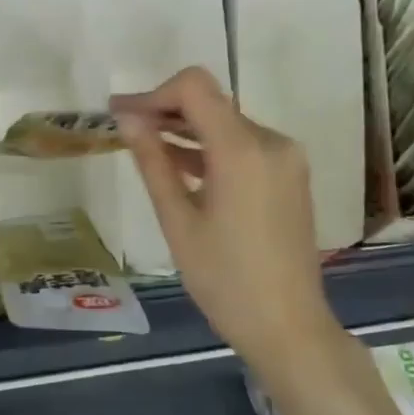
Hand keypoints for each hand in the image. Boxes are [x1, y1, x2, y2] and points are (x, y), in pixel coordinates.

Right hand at [115, 67, 337, 362]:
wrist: (289, 327)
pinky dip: (211, 149)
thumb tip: (128, 120)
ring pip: (227, 124)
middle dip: (166, 110)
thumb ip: (153, 162)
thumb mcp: (178, 221)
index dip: (154, 94)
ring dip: (187, 129)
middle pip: (212, 103)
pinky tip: (180, 166)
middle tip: (123, 126)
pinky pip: (244, 146)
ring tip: (144, 145)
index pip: (195, 87)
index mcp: (243, 150)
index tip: (124, 115)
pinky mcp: (289, 175)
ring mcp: (286, 159)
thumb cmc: (225, 280)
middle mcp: (271, 142)